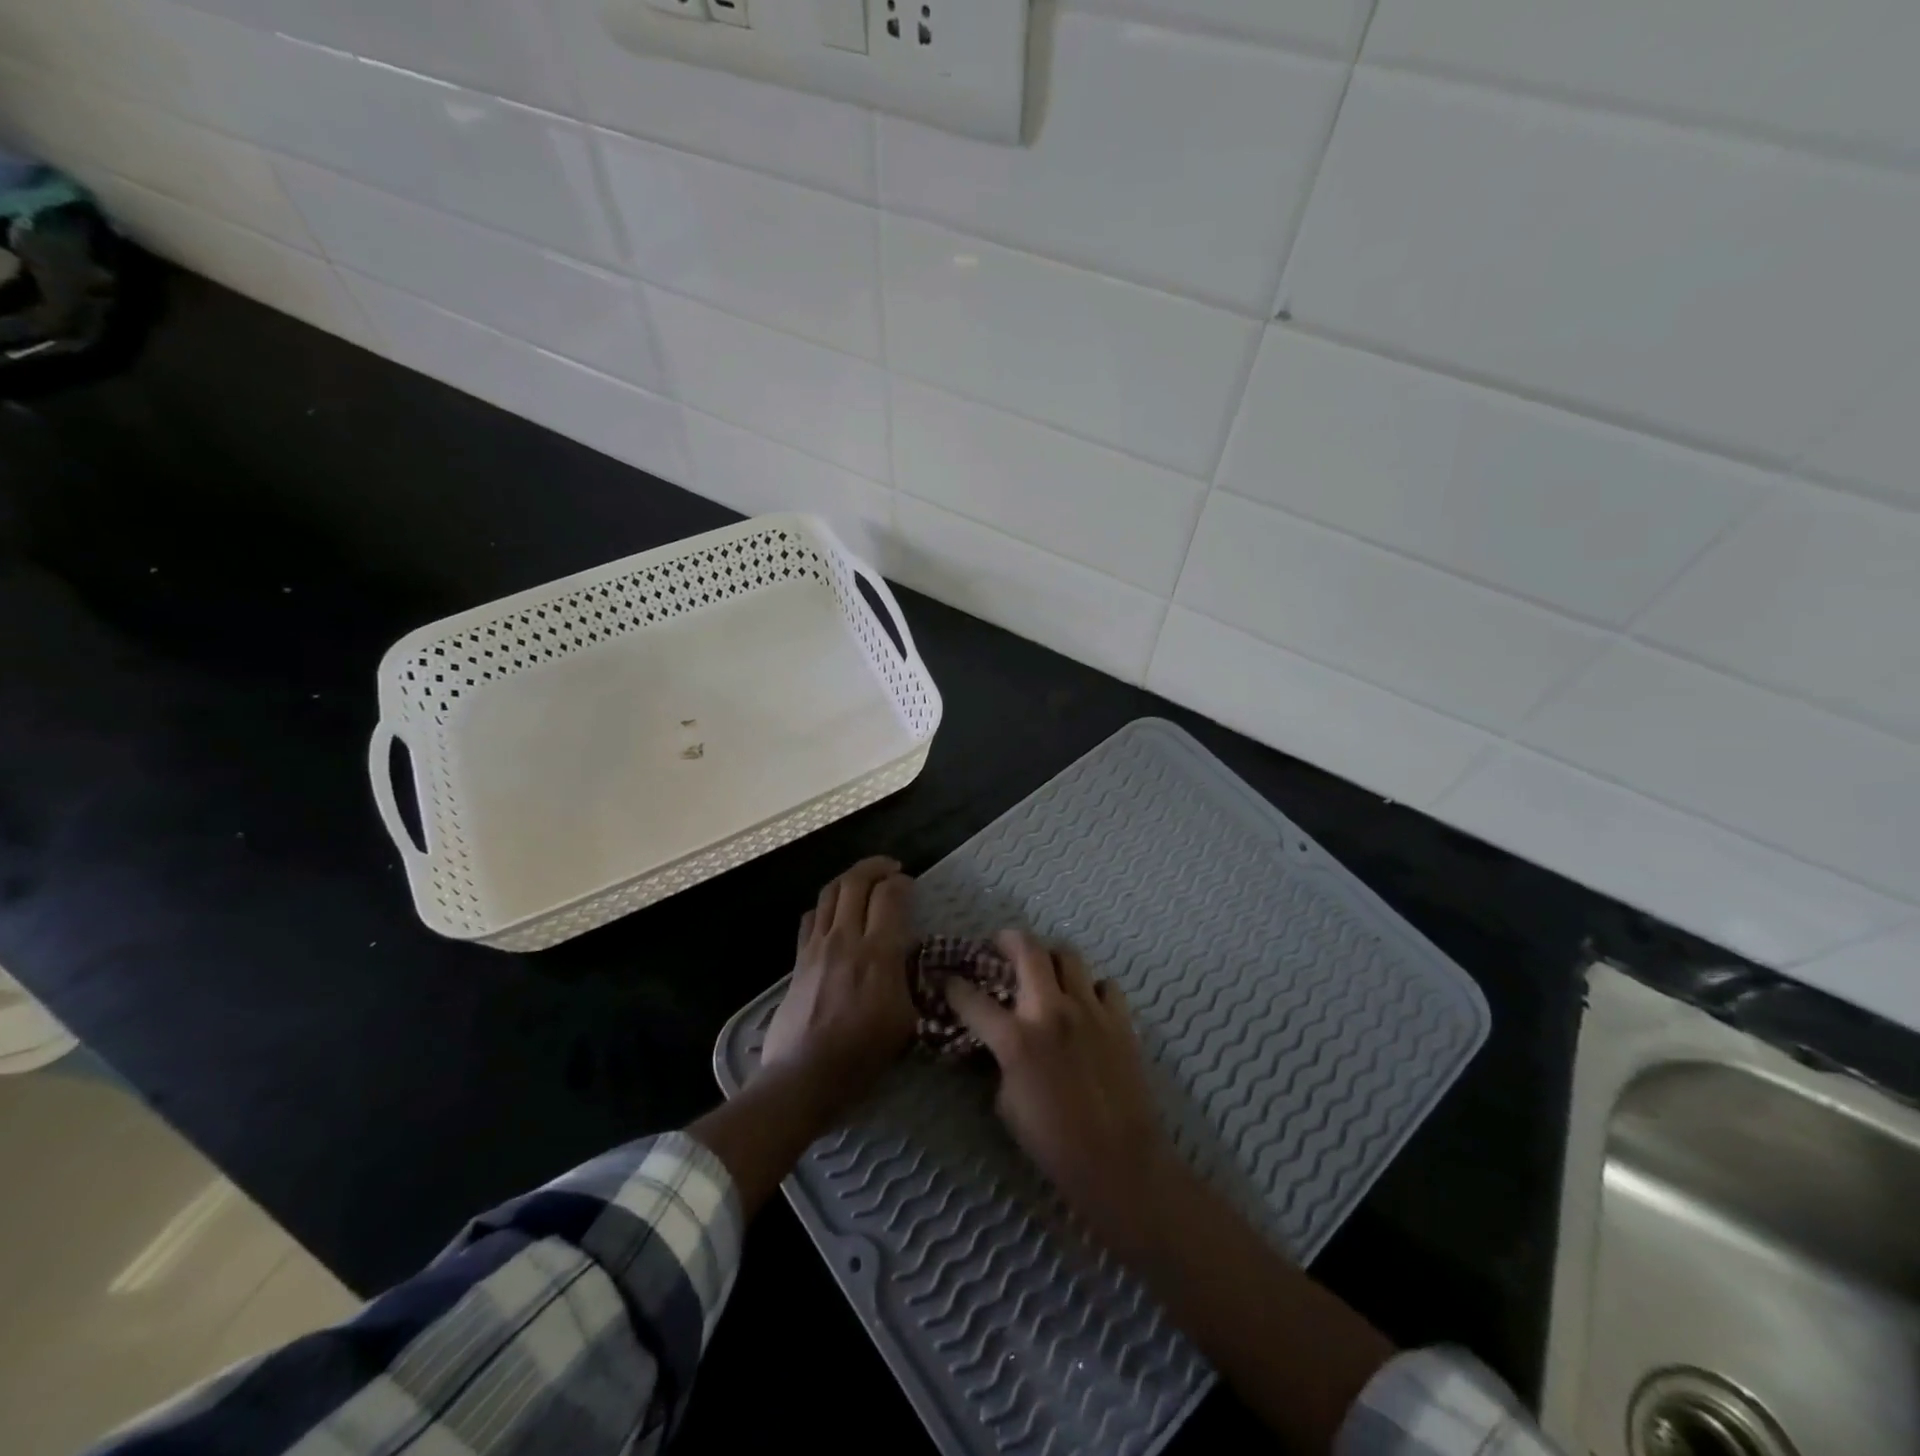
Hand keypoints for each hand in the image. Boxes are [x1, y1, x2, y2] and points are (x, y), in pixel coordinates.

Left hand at [759, 856, 917, 1121]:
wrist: (804, 1077)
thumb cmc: (861, 1055)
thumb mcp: (905, 1021)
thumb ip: (908, 979)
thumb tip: (909, 956)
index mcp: (878, 954)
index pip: (889, 896)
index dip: (902, 883)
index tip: (911, 885)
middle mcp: (845, 939)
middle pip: (856, 882)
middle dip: (876, 867)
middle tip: (891, 869)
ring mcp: (817, 946)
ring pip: (830, 892)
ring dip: (850, 878)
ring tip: (865, 881)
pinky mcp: (799, 959)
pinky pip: (812, 916)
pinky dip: (827, 904)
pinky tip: (835, 913)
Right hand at [945, 931, 1184, 1261]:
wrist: (1120, 1161)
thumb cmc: (1055, 1143)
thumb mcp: (1007, 1105)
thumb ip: (1000, 1063)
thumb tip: (1000, 1044)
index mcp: (1016, 1038)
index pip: (973, 999)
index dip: (954, 987)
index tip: (948, 980)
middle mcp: (1051, 1011)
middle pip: (1028, 950)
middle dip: (1008, 939)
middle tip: (1000, 944)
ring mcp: (1090, 1010)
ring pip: (1068, 956)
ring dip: (1050, 958)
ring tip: (1045, 969)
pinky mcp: (1120, 1020)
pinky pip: (1104, 985)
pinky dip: (1091, 988)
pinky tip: (1086, 1004)